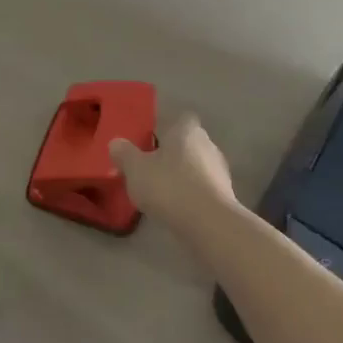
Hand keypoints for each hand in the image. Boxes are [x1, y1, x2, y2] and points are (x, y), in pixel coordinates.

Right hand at [111, 112, 237, 231]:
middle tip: (150, 168)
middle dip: (172, 154)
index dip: (165, 128)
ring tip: (161, 192)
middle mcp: (208, 144)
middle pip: (188, 143)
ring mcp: (220, 171)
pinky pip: (203, 188)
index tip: (150, 141)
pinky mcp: (226, 195)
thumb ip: (124, 153)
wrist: (208, 223)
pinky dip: (191, 194)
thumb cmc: (169, 186)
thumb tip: (116, 143)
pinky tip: (177, 208)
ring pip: (197, 166)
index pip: (180, 119)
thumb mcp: (135, 169)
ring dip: (182, 175)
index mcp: (186, 130)